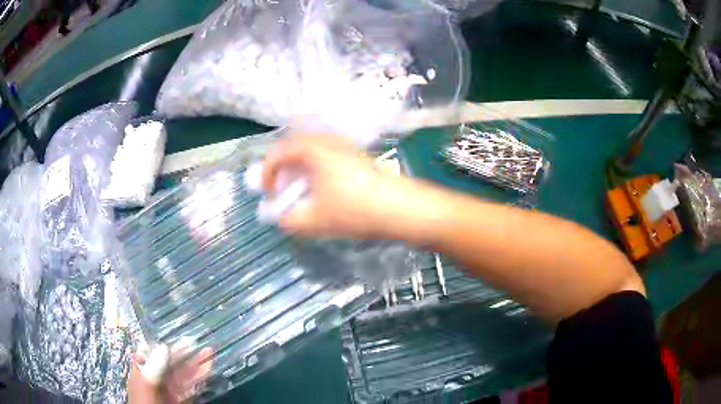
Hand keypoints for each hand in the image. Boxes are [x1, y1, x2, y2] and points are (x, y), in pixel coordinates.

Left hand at [128, 348, 212, 403]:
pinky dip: (200, 378)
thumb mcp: (146, 386)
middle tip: (199, 342)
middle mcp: (157, 380)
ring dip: (196, 364)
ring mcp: (170, 392)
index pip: (153, 353)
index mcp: (142, 373)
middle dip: (185, 353)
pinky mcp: (182, 401)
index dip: (166, 345)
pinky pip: (192, 387)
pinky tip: (208, 370)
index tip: (180, 337)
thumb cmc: (147, 403)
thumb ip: (153, 368)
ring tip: (209, 353)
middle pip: (171, 363)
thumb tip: (164, 346)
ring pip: (184, 375)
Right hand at [261, 134, 401, 237]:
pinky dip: (315, 168)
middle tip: (279, 187)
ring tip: (298, 189)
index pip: (278, 152)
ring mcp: (345, 146)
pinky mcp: (357, 156)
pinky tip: (321, 188)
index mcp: (313, 149)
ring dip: (299, 167)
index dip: (267, 171)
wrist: (399, 207)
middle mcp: (328, 141)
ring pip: (312, 150)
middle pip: (295, 146)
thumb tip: (279, 218)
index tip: (266, 192)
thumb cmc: (354, 210)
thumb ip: (289, 220)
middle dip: (282, 166)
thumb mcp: (314, 219)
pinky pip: (326, 155)